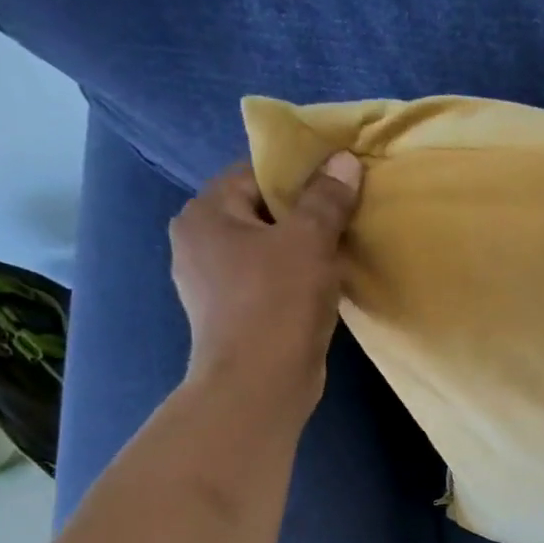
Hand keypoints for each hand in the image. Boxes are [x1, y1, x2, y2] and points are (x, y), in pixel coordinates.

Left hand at [169, 152, 363, 411]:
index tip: (338, 183)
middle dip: (303, 214)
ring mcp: (211, 282)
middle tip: (346, 217)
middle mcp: (197, 242)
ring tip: (341, 251)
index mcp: (205, 214)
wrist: (259, 383)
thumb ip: (327, 198)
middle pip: (260, 211)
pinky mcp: (231, 313)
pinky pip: (267, 279)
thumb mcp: (310, 241)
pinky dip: (293, 278)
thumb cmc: (278, 301)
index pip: (253, 174)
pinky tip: (323, 286)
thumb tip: (344, 160)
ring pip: (265, 248)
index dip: (298, 174)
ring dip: (301, 248)